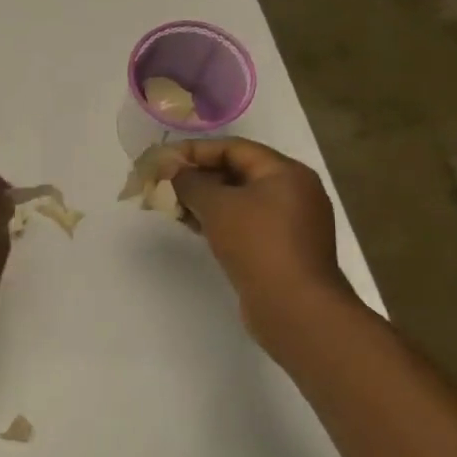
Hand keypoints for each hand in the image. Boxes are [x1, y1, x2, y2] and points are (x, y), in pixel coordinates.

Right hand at [169, 139, 352, 342]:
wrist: (294, 307)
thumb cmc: (258, 245)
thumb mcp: (217, 205)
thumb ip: (190, 182)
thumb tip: (172, 170)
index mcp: (285, 172)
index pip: (233, 148)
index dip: (194, 151)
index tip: (162, 160)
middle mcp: (293, 191)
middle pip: (236, 172)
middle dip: (197, 176)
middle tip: (162, 183)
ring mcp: (290, 222)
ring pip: (239, 200)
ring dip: (204, 200)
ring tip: (171, 205)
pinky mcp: (281, 248)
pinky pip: (245, 222)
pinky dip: (218, 220)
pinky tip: (192, 225)